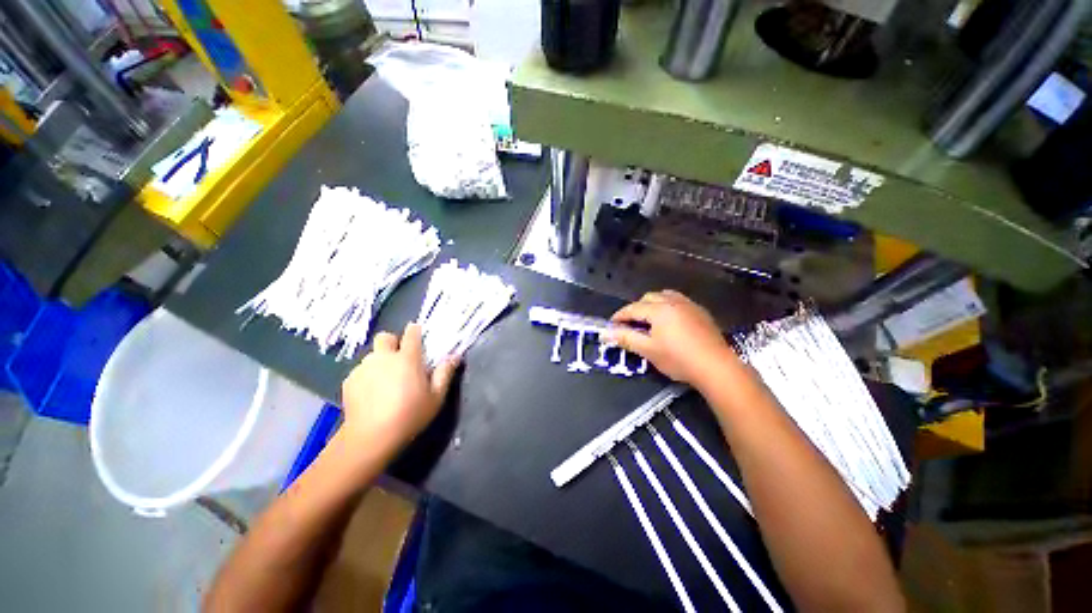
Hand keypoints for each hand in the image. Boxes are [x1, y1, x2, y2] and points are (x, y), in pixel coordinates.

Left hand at [339, 323, 459, 455]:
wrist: (371, 437)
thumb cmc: (410, 415)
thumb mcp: (436, 396)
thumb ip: (445, 373)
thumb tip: (455, 356)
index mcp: (407, 358)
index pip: (411, 332)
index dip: (415, 332)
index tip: (419, 338)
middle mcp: (383, 357)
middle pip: (385, 337)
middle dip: (392, 343)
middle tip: (399, 360)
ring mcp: (363, 368)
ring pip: (372, 355)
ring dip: (380, 362)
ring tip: (384, 382)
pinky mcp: (349, 381)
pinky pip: (360, 371)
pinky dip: (367, 377)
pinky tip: (371, 395)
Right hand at [602, 290, 741, 389]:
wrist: (717, 367)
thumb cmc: (678, 359)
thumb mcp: (648, 350)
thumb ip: (626, 338)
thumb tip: (605, 333)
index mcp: (659, 309)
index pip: (633, 308)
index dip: (619, 316)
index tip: (611, 324)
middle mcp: (673, 301)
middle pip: (648, 298)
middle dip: (636, 308)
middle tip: (631, 324)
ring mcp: (689, 305)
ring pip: (665, 296)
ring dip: (653, 304)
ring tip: (649, 320)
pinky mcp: (701, 312)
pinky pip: (679, 302)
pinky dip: (668, 307)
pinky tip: (670, 322)